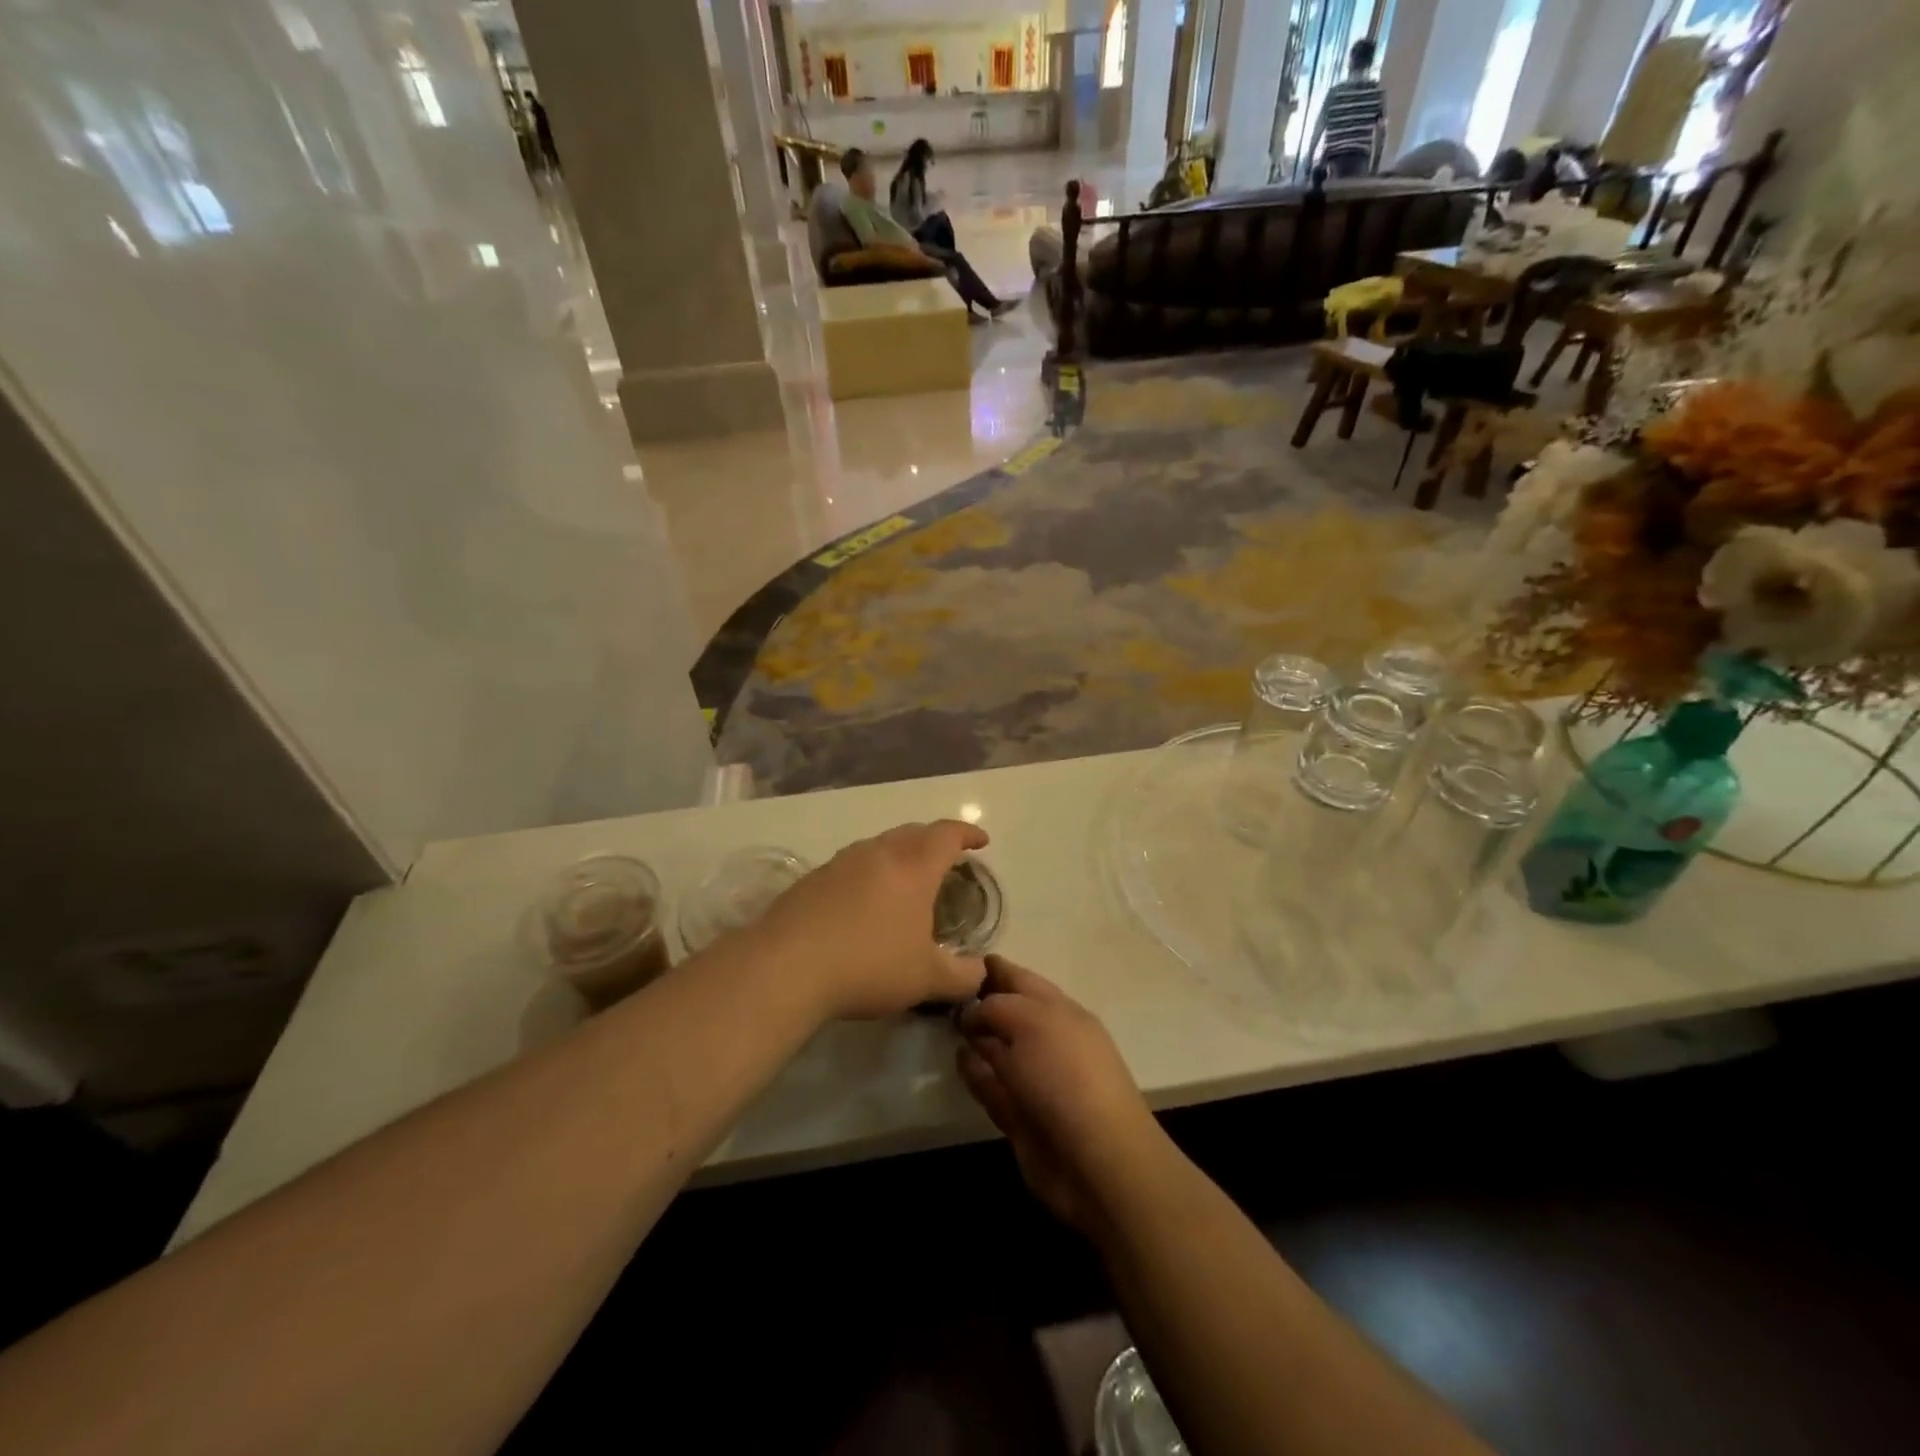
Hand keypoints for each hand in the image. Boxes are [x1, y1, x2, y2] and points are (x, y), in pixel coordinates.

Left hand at [755, 820, 989, 1020]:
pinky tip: (864, 903)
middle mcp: (878, 853)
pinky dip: (869, 874)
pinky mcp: (813, 878)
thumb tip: (979, 971)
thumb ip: (962, 976)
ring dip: (899, 855)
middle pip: (913, 832)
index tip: (981, 842)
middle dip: (934, 841)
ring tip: (906, 881)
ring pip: (879, 846)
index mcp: (913, 867)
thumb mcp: (926, 979)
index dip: (968, 834)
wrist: (786, 966)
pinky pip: (852, 865)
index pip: (947, 835)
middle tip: (946, 860)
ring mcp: (841, 862)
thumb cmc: (869, 965)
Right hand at [956, 957, 1164, 1233]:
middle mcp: (1048, 1040)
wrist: (1096, 1159)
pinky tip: (959, 1062)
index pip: (1021, 979)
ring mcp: (1036, 1080)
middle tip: (941, 992)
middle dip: (980, 1002)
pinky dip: (976, 1075)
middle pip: (1008, 1013)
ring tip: (944, 1025)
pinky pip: (993, 1088)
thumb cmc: (1066, 1075)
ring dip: (976, 1039)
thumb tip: (971, 1013)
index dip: (993, 969)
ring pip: (999, 1051)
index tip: (958, 960)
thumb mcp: (1029, 1023)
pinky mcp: (1022, 1117)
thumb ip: (996, 1008)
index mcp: (1059, 1010)